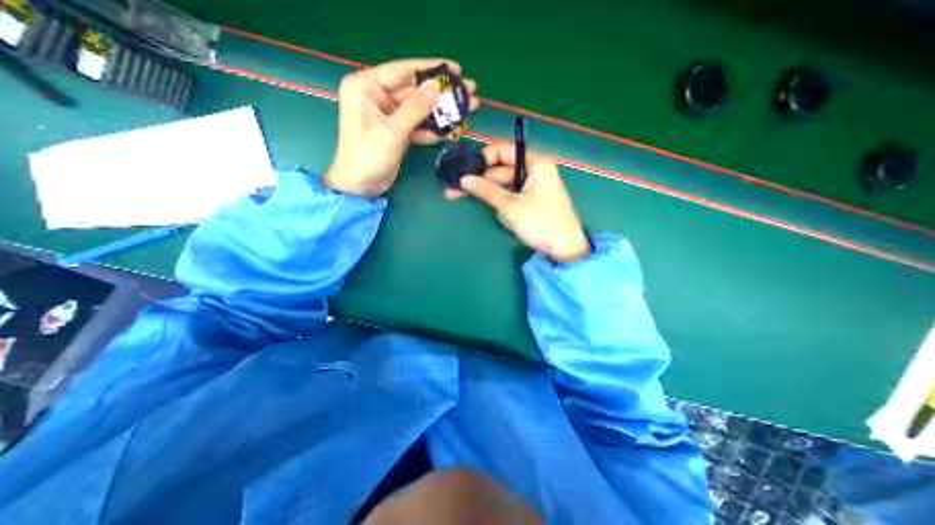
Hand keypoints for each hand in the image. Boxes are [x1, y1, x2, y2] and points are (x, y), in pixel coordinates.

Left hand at [323, 57, 482, 198]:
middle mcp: (376, 97)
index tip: (455, 68)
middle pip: (414, 90)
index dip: (429, 69)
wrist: (361, 187)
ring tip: (466, 109)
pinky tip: (449, 130)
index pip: (402, 71)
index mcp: (366, 87)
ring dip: (441, 112)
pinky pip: (417, 126)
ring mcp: (388, 115)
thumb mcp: (392, 131)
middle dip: (440, 93)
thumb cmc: (368, 156)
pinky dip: (431, 129)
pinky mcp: (397, 132)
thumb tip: (436, 87)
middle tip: (468, 90)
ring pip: (419, 109)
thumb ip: (415, 109)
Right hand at [451, 141, 589, 262]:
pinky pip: (511, 195)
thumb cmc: (540, 223)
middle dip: (481, 180)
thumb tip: (463, 179)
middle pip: (501, 169)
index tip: (466, 170)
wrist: (565, 249)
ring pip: (504, 184)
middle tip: (456, 189)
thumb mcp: (510, 206)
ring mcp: (533, 186)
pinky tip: (498, 214)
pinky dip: (502, 203)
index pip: (504, 150)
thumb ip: (486, 190)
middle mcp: (535, 170)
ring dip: (490, 194)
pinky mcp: (532, 200)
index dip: (483, 158)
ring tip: (471, 202)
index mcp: (535, 163)